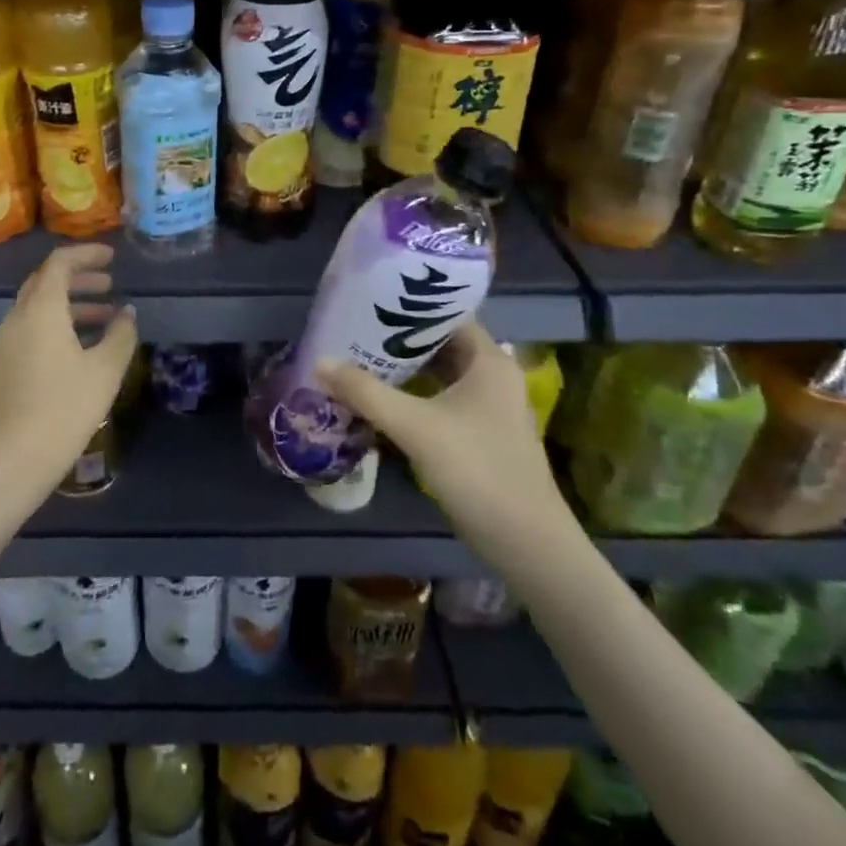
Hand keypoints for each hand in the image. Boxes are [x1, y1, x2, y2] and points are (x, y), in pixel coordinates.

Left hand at [0, 244, 137, 494]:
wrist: (11, 460)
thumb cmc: (63, 409)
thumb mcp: (104, 371)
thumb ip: (120, 335)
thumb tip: (126, 312)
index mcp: (40, 309)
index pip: (59, 263)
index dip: (86, 254)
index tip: (112, 257)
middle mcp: (17, 318)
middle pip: (45, 282)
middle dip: (78, 278)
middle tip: (109, 283)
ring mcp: (5, 342)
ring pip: (38, 307)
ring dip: (70, 304)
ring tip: (104, 317)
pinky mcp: (3, 365)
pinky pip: (31, 329)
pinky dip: (57, 324)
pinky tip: (80, 348)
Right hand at [316, 321, 574, 557]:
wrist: (526, 543)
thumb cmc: (478, 470)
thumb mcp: (415, 427)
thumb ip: (366, 392)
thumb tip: (319, 361)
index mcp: (489, 361)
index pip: (448, 315)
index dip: (410, 307)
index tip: (371, 302)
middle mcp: (493, 376)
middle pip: (440, 344)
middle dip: (398, 338)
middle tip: (355, 330)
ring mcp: (489, 408)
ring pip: (439, 374)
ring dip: (403, 369)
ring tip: (358, 358)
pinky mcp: (480, 434)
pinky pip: (440, 400)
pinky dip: (412, 395)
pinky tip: (380, 399)